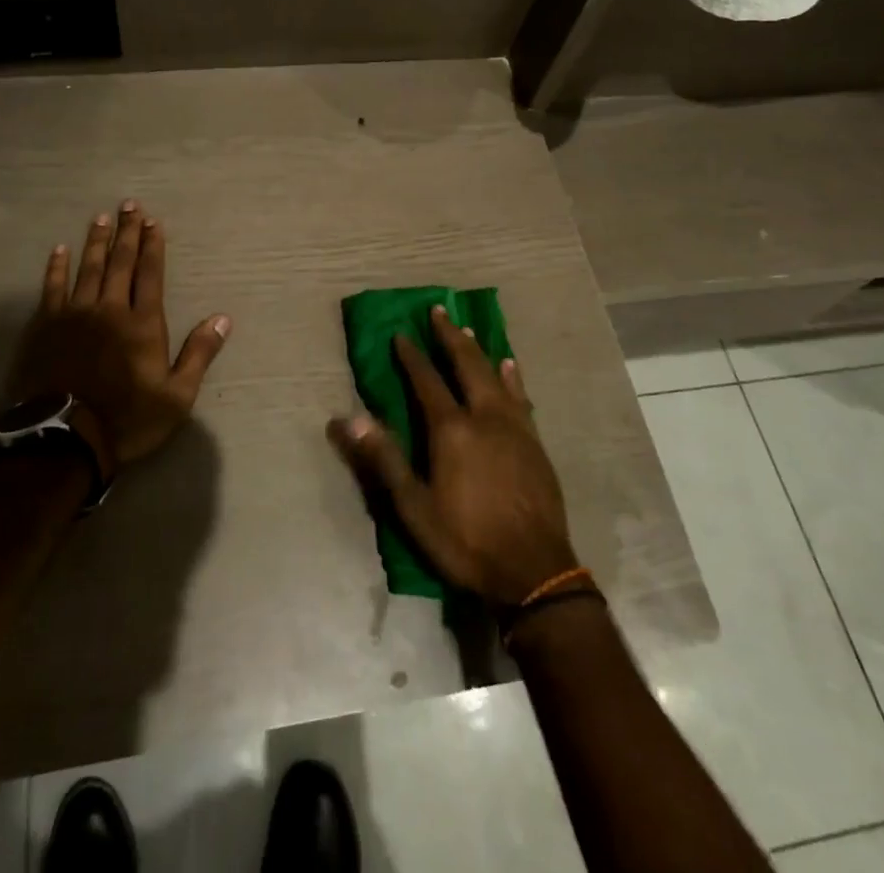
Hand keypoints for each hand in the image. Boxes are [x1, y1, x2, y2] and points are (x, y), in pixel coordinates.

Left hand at [7, 201, 230, 465]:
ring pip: (88, 268)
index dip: (153, 245)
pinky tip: (59, 250)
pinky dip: (56, 267)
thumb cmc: (127, 419)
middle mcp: (110, 309)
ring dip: (97, 241)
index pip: (150, 273)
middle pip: (121, 262)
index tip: (153, 221)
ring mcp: (74, 315)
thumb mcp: (177, 396)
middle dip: (128, 232)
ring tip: (101, 217)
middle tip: (130, 205)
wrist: (63, 441)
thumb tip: (223, 319)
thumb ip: (199, 354)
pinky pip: (52, 288)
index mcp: (143, 323)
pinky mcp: (45, 326)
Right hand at [327, 306, 576, 607]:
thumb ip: (383, 458)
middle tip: (438, 311)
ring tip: (468, 329)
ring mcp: (515, 426)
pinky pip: (521, 396)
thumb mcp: (414, 507)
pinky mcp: (535, 441)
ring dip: (478, 350)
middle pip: (466, 364)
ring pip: (495, 375)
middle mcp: (485, 416)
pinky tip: (511, 366)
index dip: (412, 356)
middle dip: (449, 337)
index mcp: (451, 429)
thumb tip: (348, 418)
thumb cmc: (466, 540)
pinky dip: (513, 376)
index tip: (401, 334)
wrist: (534, 571)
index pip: (426, 381)